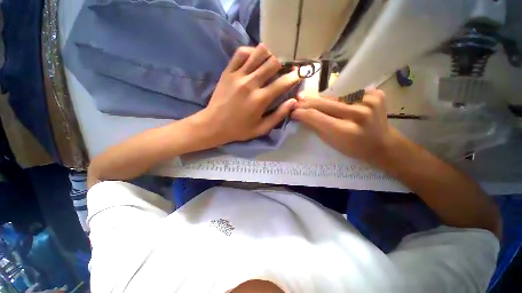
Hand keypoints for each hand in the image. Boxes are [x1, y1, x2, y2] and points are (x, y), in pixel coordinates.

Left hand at [197, 44, 300, 145]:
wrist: (214, 125)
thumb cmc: (239, 129)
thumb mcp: (261, 129)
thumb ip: (278, 115)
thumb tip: (293, 101)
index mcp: (260, 99)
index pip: (283, 82)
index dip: (294, 77)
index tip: (298, 75)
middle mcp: (251, 83)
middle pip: (273, 62)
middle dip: (282, 65)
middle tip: (282, 71)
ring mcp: (238, 75)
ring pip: (258, 52)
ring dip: (268, 56)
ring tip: (268, 65)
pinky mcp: (228, 71)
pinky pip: (241, 53)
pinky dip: (251, 52)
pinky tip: (253, 60)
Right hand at [292, 89, 399, 163]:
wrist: (382, 144)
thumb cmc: (354, 148)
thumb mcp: (331, 142)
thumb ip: (316, 126)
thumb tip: (301, 114)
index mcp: (345, 130)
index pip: (315, 116)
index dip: (301, 113)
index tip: (293, 112)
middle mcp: (358, 113)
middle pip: (324, 103)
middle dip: (308, 103)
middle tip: (298, 102)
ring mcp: (369, 101)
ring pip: (335, 97)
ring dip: (323, 101)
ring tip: (316, 104)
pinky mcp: (376, 94)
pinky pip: (349, 94)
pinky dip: (340, 99)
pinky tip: (339, 105)